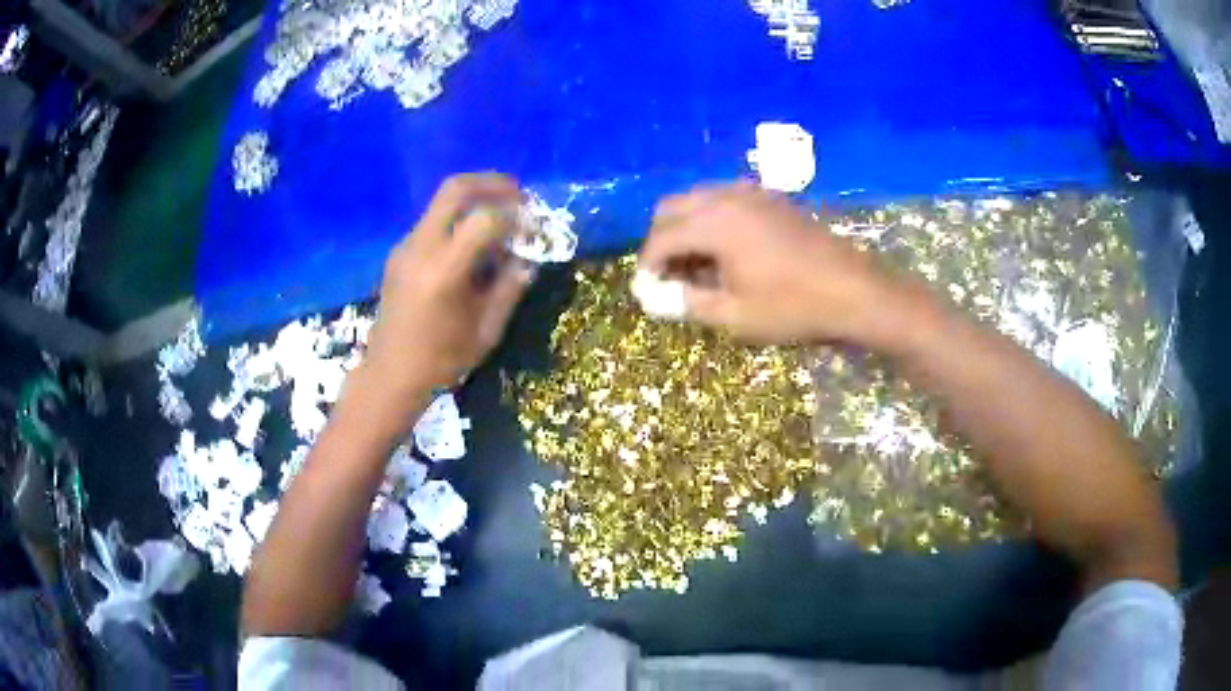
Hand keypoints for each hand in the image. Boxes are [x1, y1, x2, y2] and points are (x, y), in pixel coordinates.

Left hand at [364, 173, 535, 398]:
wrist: (389, 374)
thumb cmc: (441, 361)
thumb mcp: (486, 331)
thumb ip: (509, 289)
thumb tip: (528, 260)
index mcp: (443, 271)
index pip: (484, 219)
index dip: (514, 216)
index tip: (532, 226)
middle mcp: (420, 248)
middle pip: (455, 189)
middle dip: (492, 183)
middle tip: (518, 195)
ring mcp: (405, 247)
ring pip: (442, 201)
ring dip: (475, 200)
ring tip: (499, 221)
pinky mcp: (399, 252)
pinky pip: (433, 221)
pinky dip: (458, 219)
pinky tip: (472, 245)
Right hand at [639, 182, 903, 344]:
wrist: (854, 291)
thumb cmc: (793, 307)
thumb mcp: (734, 316)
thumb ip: (688, 303)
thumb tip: (656, 298)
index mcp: (713, 222)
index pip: (661, 237)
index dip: (647, 264)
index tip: (648, 289)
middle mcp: (727, 196)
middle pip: (672, 207)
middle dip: (662, 239)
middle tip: (669, 274)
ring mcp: (752, 193)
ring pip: (698, 198)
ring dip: (686, 226)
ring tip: (697, 264)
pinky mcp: (772, 198)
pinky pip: (725, 199)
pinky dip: (712, 219)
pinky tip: (728, 249)